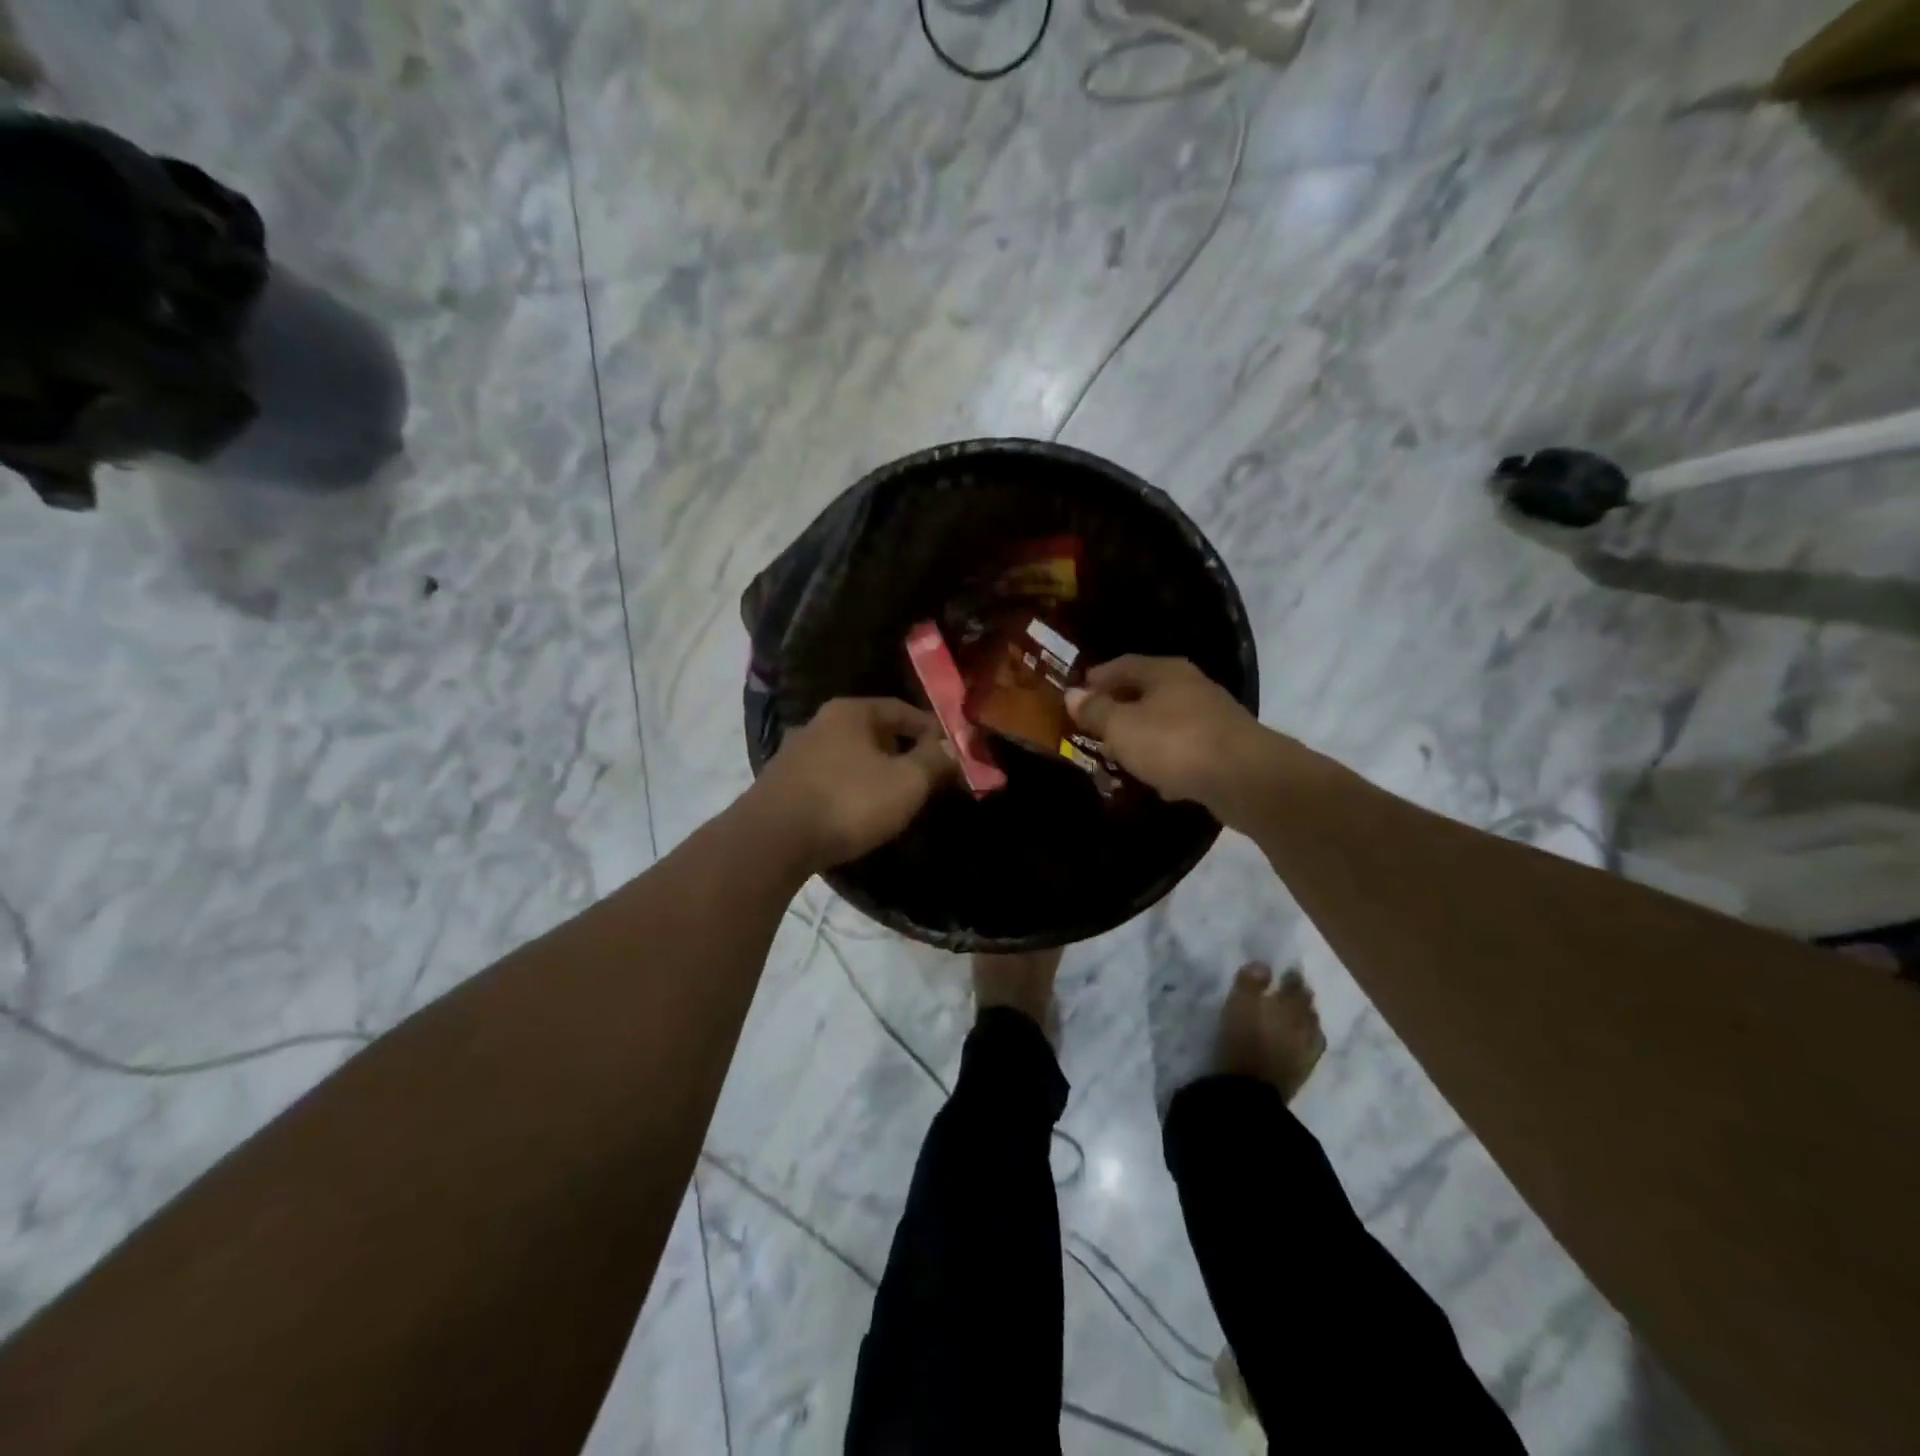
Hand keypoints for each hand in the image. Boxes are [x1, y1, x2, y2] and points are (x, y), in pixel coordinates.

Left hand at [746, 698, 957, 872]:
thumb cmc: (847, 802)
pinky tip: (858, 811)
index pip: (903, 710)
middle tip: (927, 778)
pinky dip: (850, 789)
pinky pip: (830, 779)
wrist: (772, 841)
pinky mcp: (782, 784)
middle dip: (904, 752)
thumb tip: (953, 748)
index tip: (952, 754)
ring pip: (850, 757)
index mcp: (850, 711)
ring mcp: (795, 753)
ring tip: (896, 798)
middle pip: (875, 732)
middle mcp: (819, 722)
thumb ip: (934, 761)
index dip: (932, 731)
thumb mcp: (906, 782)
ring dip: (875, 772)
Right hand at [1066, 656, 1287, 817]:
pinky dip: (1167, 761)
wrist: (1245, 777)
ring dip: (1142, 737)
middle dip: (1118, 709)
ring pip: (1165, 722)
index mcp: (1164, 672)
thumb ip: (1095, 711)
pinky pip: (1184, 750)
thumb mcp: (1121, 727)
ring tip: (1118, 756)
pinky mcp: (1224, 749)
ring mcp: (1211, 717)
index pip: (1121, 665)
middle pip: (1145, 692)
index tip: (1074, 696)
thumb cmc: (1174, 742)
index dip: (1095, 679)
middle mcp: (1190, 686)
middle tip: (1092, 728)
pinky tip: (1156, 781)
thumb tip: (1072, 694)